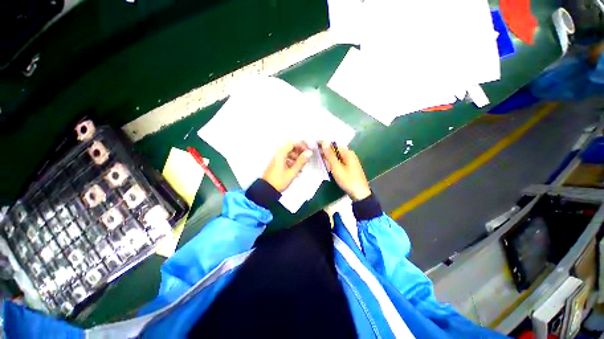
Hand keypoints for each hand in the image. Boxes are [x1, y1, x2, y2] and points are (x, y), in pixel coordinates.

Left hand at [262, 141, 312, 191]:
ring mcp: (277, 159)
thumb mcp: (292, 172)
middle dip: (300, 153)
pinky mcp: (277, 164)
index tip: (308, 152)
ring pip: (290, 154)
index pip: (293, 143)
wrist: (267, 190)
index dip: (302, 146)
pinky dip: (292, 163)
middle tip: (306, 161)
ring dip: (297, 159)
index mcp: (281, 154)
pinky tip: (297, 171)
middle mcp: (278, 154)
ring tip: (302, 168)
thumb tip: (309, 152)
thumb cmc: (279, 181)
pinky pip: (286, 159)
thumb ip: (301, 161)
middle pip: (292, 148)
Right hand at [320, 142, 371, 200]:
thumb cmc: (348, 179)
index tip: (316, 147)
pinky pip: (339, 162)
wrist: (359, 193)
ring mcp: (350, 161)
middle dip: (327, 152)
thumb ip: (330, 155)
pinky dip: (333, 163)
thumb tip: (324, 142)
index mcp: (348, 152)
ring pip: (337, 157)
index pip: (334, 144)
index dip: (325, 145)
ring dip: (329, 158)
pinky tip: (328, 167)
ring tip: (321, 161)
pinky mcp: (349, 167)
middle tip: (317, 156)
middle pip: (336, 150)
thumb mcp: (336, 167)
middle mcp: (350, 155)